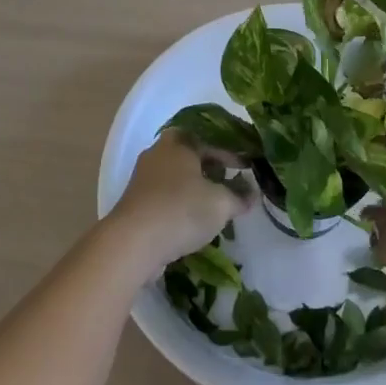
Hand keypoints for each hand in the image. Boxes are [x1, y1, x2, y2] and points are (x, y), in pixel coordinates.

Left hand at [106, 127, 256, 275]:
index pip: (211, 140)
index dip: (232, 154)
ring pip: (177, 178)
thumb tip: (252, 194)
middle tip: (231, 183)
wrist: (133, 243)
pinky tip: (193, 221)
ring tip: (215, 204)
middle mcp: (158, 153)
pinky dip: (181, 205)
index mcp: (179, 142)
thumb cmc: (181, 210)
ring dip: (196, 189)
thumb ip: (239, 196)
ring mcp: (143, 178)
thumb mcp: (221, 203)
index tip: (247, 168)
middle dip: (212, 170)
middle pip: (191, 156)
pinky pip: (165, 197)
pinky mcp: (135, 203)